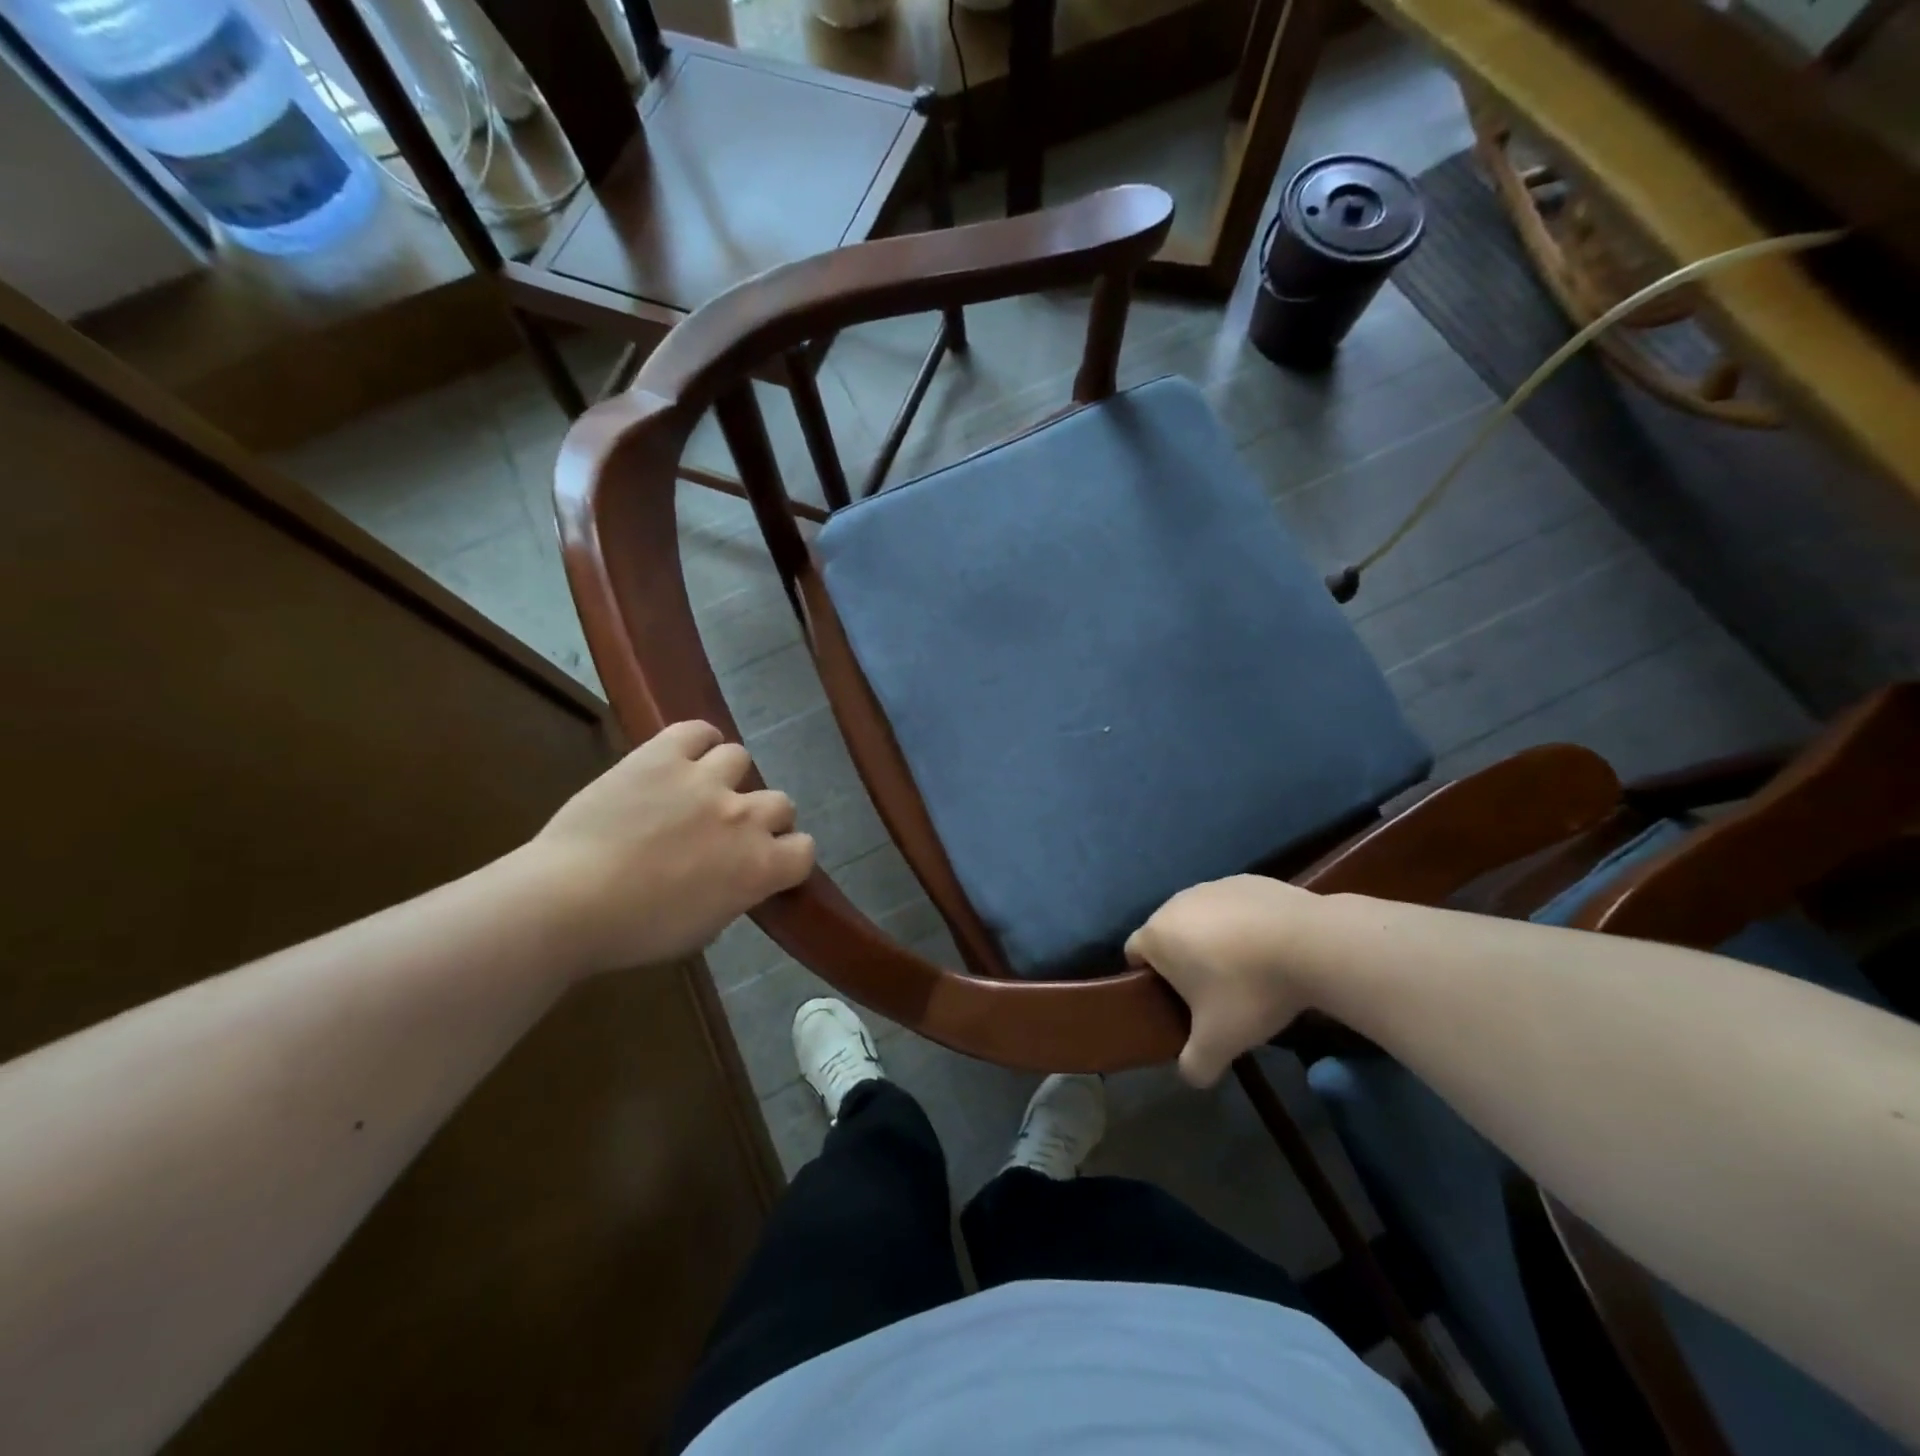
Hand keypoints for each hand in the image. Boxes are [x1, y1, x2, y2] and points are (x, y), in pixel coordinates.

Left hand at [513, 721, 814, 975]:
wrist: (568, 902)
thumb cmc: (634, 932)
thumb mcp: (703, 928)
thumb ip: (735, 894)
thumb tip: (737, 876)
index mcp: (759, 867)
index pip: (804, 849)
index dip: (788, 855)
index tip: (767, 861)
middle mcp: (744, 817)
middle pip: (781, 803)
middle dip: (762, 817)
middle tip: (729, 830)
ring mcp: (705, 780)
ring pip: (741, 758)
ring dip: (728, 776)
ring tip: (701, 788)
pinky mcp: (663, 756)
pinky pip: (698, 730)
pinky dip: (699, 740)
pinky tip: (687, 754)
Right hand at [1125, 876, 1321, 1086]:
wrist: (1311, 943)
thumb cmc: (1250, 990)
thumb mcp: (1219, 1042)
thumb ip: (1195, 1065)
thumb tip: (1191, 1076)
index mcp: (1157, 935)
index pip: (1134, 953)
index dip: (1149, 980)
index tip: (1177, 1003)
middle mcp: (1176, 902)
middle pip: (1168, 934)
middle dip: (1183, 960)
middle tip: (1214, 994)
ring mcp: (1213, 886)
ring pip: (1201, 917)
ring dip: (1214, 940)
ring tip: (1248, 970)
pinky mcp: (1248, 880)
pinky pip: (1234, 906)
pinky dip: (1243, 924)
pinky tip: (1271, 947)